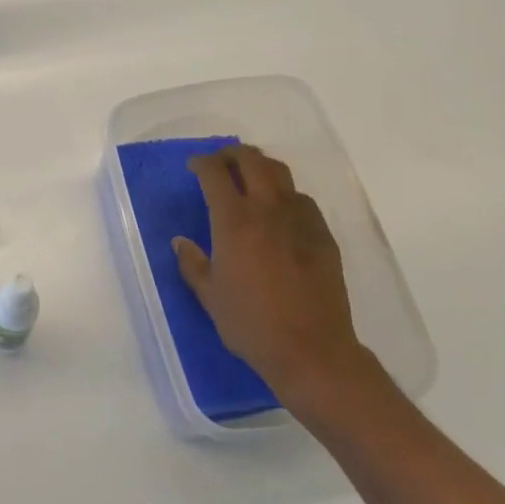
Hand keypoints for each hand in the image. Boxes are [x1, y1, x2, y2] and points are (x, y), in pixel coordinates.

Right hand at [172, 144, 375, 420]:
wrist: (311, 349)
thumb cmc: (251, 323)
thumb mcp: (210, 296)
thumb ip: (193, 263)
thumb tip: (181, 242)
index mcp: (234, 221)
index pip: (215, 173)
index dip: (202, 162)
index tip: (193, 166)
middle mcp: (268, 209)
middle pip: (251, 160)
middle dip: (232, 154)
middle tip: (220, 163)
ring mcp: (300, 218)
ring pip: (280, 173)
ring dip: (260, 167)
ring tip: (249, 178)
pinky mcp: (323, 234)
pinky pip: (301, 199)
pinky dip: (285, 194)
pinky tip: (279, 212)